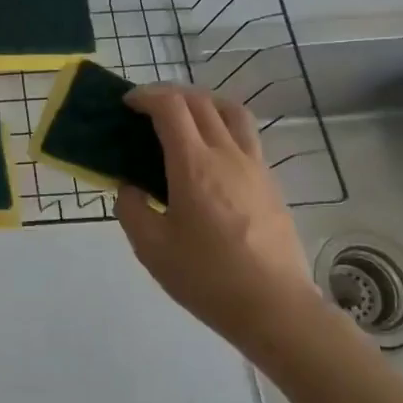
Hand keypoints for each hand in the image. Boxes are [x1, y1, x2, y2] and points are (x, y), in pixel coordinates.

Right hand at [116, 85, 324, 349]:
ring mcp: (254, 166)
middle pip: (200, 101)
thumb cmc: (208, 278)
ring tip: (185, 119)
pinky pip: (246, 136)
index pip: (170, 107)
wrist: (275, 308)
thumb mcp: (152, 249)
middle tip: (147, 110)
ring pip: (231, 111)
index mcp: (193, 165)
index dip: (146, 96)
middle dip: (169, 95)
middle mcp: (226, 154)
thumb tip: (130, 188)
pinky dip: (223, 127)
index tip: (127, 104)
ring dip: (203, 103)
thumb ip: (132, 209)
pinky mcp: (270, 182)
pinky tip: (211, 155)